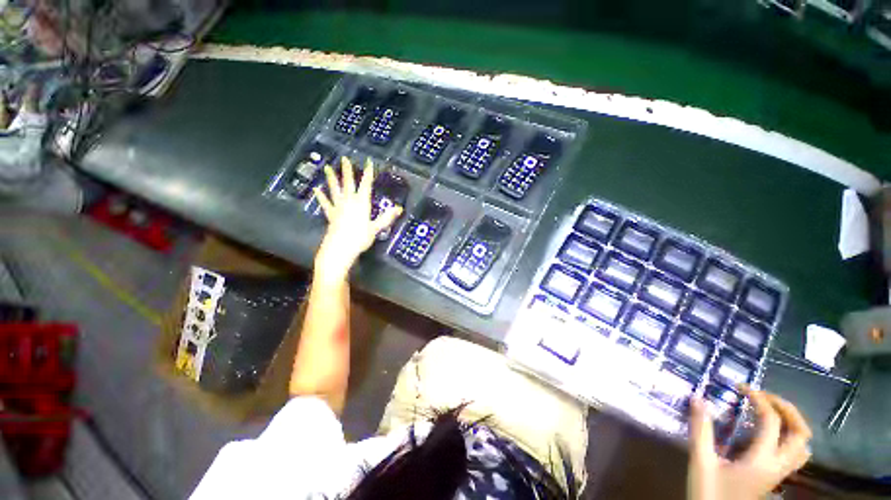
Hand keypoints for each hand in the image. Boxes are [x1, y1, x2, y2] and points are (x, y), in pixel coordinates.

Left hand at [313, 157, 402, 282]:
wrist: (340, 249)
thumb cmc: (359, 238)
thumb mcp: (376, 228)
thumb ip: (387, 217)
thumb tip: (399, 208)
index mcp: (361, 203)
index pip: (366, 184)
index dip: (368, 173)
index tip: (368, 162)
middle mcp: (349, 201)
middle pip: (348, 183)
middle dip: (347, 170)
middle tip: (345, 158)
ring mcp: (338, 207)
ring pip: (335, 189)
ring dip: (331, 178)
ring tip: (326, 167)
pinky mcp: (330, 215)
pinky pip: (325, 203)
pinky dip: (321, 196)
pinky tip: (317, 190)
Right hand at [687, 387, 811, 499]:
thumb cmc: (708, 492)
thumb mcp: (700, 461)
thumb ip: (700, 429)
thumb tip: (697, 398)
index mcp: (761, 461)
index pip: (771, 421)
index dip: (759, 399)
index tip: (741, 387)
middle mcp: (777, 466)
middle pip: (800, 433)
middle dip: (786, 408)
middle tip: (764, 396)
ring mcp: (779, 474)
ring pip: (803, 445)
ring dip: (792, 423)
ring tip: (771, 411)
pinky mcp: (775, 478)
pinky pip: (796, 455)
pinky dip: (791, 439)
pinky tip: (774, 435)